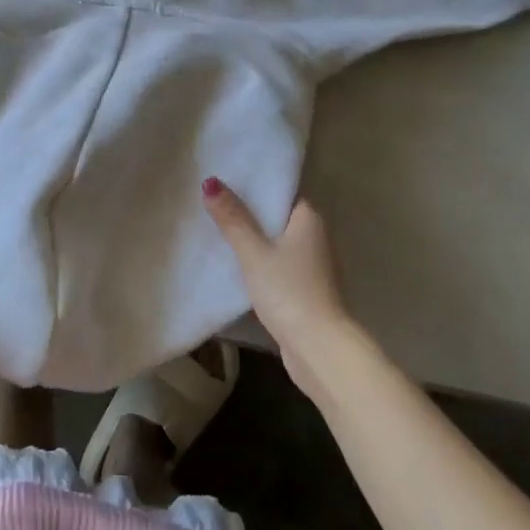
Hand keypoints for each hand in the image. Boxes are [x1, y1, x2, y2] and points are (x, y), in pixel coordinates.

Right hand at [202, 178, 355, 393]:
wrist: (319, 348)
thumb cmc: (289, 291)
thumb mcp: (254, 252)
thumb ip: (233, 218)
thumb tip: (211, 182)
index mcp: (309, 219)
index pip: (281, 191)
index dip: (255, 186)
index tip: (226, 180)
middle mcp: (316, 236)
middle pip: (278, 216)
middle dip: (250, 212)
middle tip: (213, 202)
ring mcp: (314, 265)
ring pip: (278, 242)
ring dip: (254, 239)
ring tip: (218, 229)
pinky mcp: (307, 288)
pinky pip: (279, 264)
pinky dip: (261, 261)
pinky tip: (237, 264)